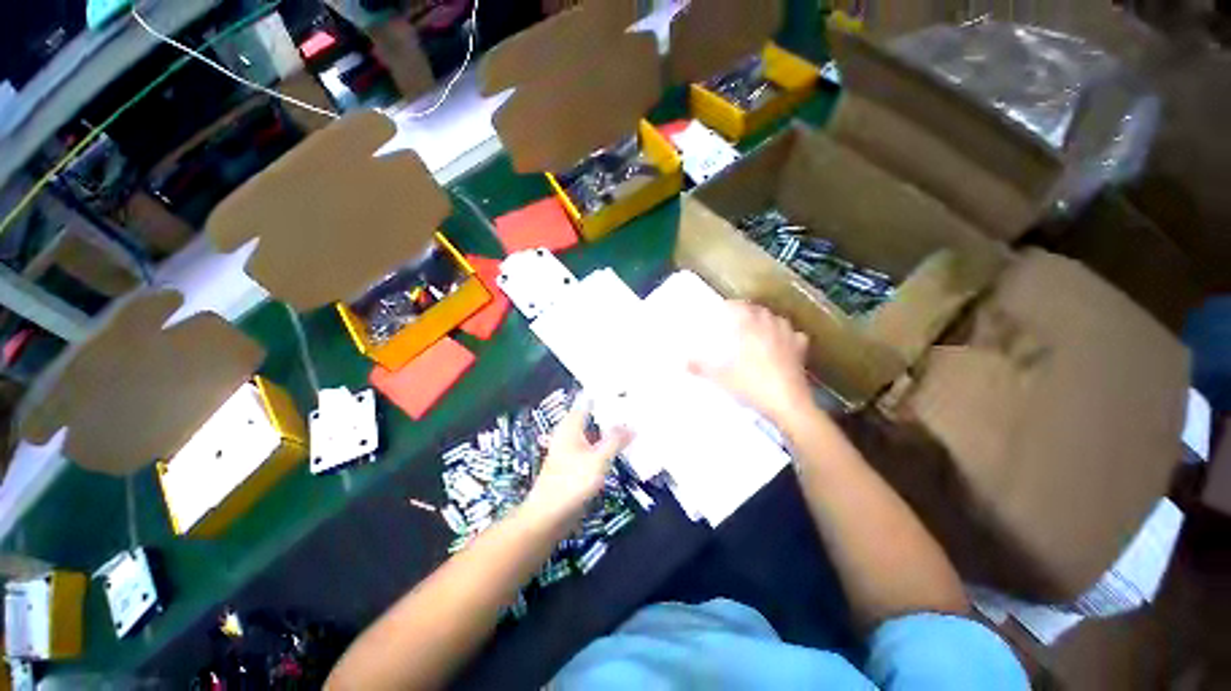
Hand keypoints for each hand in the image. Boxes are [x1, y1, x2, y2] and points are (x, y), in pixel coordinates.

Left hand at [524, 397, 631, 524]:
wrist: (549, 515)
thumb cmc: (571, 482)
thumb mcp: (598, 458)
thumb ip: (615, 440)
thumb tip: (631, 426)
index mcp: (571, 425)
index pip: (589, 400)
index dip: (605, 394)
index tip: (625, 390)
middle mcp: (570, 433)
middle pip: (593, 416)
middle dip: (612, 413)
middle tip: (635, 408)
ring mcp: (572, 448)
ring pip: (595, 432)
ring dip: (610, 430)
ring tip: (633, 426)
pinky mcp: (575, 464)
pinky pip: (594, 447)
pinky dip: (606, 445)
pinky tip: (621, 448)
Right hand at [689, 301, 813, 426]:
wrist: (787, 403)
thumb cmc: (752, 386)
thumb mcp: (721, 379)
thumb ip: (702, 368)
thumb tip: (684, 362)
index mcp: (749, 329)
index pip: (739, 308)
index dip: (730, 306)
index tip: (722, 308)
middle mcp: (769, 327)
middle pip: (758, 310)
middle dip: (747, 310)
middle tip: (737, 316)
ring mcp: (788, 337)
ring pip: (777, 319)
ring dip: (766, 318)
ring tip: (758, 325)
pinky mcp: (801, 350)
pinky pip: (794, 335)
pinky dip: (787, 334)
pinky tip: (784, 341)